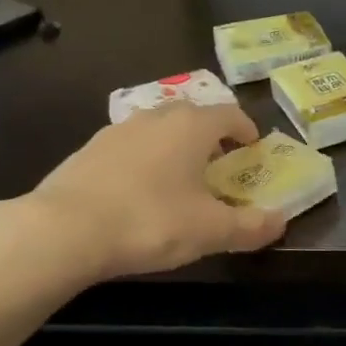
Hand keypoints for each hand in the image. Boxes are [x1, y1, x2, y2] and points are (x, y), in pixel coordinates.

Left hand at [22, 103, 286, 280]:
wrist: (63, 230)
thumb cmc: (150, 221)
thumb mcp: (210, 231)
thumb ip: (250, 226)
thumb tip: (282, 222)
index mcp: (191, 127)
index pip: (229, 114)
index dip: (245, 128)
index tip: (252, 145)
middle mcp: (155, 117)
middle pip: (192, 115)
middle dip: (211, 134)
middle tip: (220, 160)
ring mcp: (117, 131)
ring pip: (157, 128)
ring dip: (175, 145)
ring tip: (180, 175)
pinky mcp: (88, 150)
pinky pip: (129, 147)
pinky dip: (144, 159)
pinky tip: (139, 190)